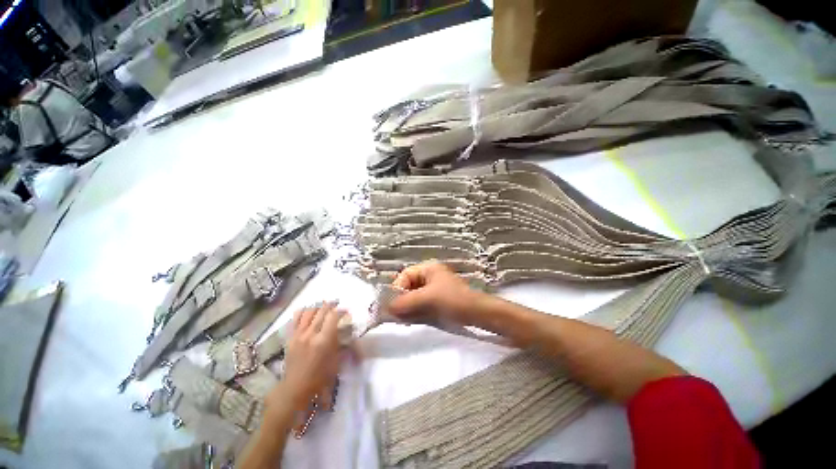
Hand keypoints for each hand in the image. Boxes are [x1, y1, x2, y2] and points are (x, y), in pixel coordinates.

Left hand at [269, 302, 344, 412]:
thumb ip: (341, 342)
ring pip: (309, 311)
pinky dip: (303, 311)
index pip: (333, 316)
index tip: (346, 311)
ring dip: (318, 307)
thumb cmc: (320, 377)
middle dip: (331, 305)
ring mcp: (299, 335)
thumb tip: (347, 329)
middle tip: (337, 304)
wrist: (296, 388)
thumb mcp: (336, 360)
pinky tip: (308, 311)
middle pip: (322, 311)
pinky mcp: (291, 337)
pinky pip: (296, 318)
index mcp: (324, 340)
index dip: (341, 310)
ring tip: (324, 306)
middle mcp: (311, 334)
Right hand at [388, 262, 478, 325]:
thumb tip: (386, 308)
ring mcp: (434, 288)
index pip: (405, 275)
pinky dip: (415, 311)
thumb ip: (405, 302)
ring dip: (407, 307)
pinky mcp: (437, 299)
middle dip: (401, 300)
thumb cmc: (452, 300)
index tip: (392, 305)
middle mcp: (429, 275)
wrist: (477, 313)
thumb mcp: (427, 299)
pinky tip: (412, 320)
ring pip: (414, 296)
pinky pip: (421, 303)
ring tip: (403, 319)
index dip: (396, 289)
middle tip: (396, 315)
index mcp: (428, 268)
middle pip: (408, 286)